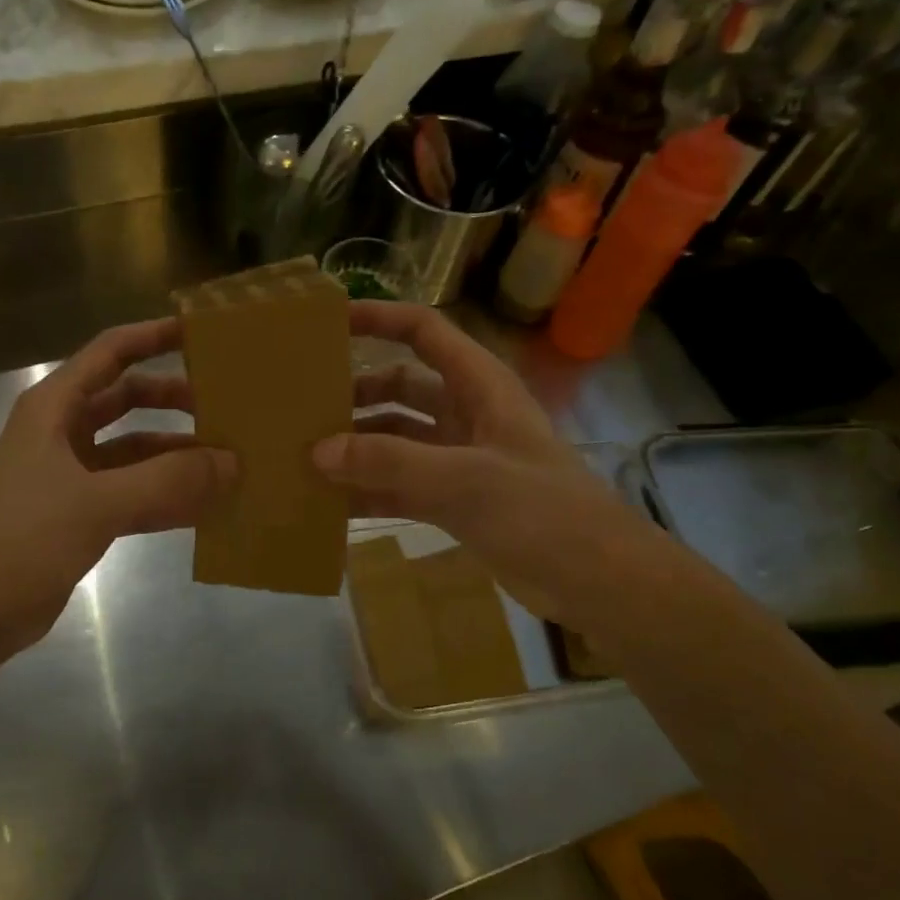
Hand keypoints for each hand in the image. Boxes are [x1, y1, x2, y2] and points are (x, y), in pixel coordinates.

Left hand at [0, 318, 234, 658]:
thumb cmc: (23, 540)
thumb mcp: (97, 503)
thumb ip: (168, 481)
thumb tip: (233, 463)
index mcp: (54, 408)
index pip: (110, 352)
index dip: (153, 337)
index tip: (201, 334)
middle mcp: (61, 432)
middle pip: (126, 398)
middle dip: (173, 399)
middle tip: (225, 405)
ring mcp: (70, 474)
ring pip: (133, 449)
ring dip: (174, 452)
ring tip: (227, 460)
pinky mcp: (79, 513)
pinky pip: (132, 491)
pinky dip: (164, 494)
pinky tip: (204, 506)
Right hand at [315, 302, 645, 625]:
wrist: (596, 581)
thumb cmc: (540, 512)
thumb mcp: (463, 478)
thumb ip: (389, 461)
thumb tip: (319, 450)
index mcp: (479, 386)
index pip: (424, 331)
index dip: (379, 318)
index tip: (329, 323)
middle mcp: (466, 414)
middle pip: (400, 387)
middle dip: (355, 395)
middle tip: (303, 409)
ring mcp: (458, 459)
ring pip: (396, 440)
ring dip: (357, 447)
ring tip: (305, 458)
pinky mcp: (454, 500)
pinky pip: (400, 485)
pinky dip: (369, 490)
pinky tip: (330, 504)